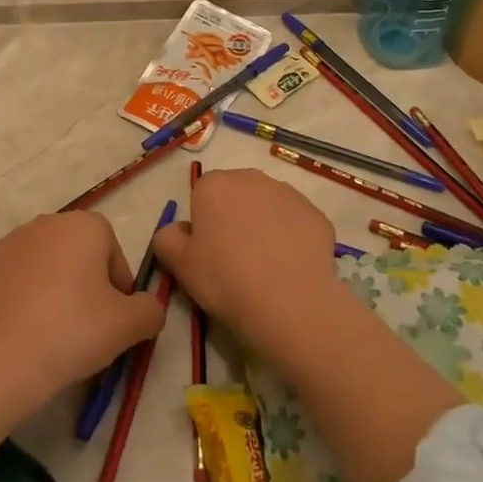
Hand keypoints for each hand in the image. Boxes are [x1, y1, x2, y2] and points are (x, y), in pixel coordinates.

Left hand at [0, 211, 165, 404]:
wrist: (1, 356)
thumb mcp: (129, 326)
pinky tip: (25, 331)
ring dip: (54, 289)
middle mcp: (47, 222)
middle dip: (86, 284)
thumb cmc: (74, 330)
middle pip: (78, 253)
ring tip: (54, 333)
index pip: (112, 249)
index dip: (118, 285)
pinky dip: (24, 298)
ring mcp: (10, 242)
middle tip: (88, 328)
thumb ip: (150, 310)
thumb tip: (148, 307)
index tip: (115, 318)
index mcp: (84, 226)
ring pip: (46, 265)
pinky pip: (16, 280)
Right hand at [151, 169, 340, 354]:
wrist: (291, 303)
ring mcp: (287, 193)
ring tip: (267, 266)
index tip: (210, 253)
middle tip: (236, 259)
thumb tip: (178, 230)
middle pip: (236, 195)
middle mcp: (250, 178)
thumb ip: (167, 238)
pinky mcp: (315, 213)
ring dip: (264, 225)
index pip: (202, 196)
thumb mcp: (180, 265)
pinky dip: (292, 238)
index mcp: (213, 185)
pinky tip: (291, 267)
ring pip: (267, 206)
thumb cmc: (226, 279)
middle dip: (234, 218)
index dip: (204, 225)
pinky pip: (296, 222)